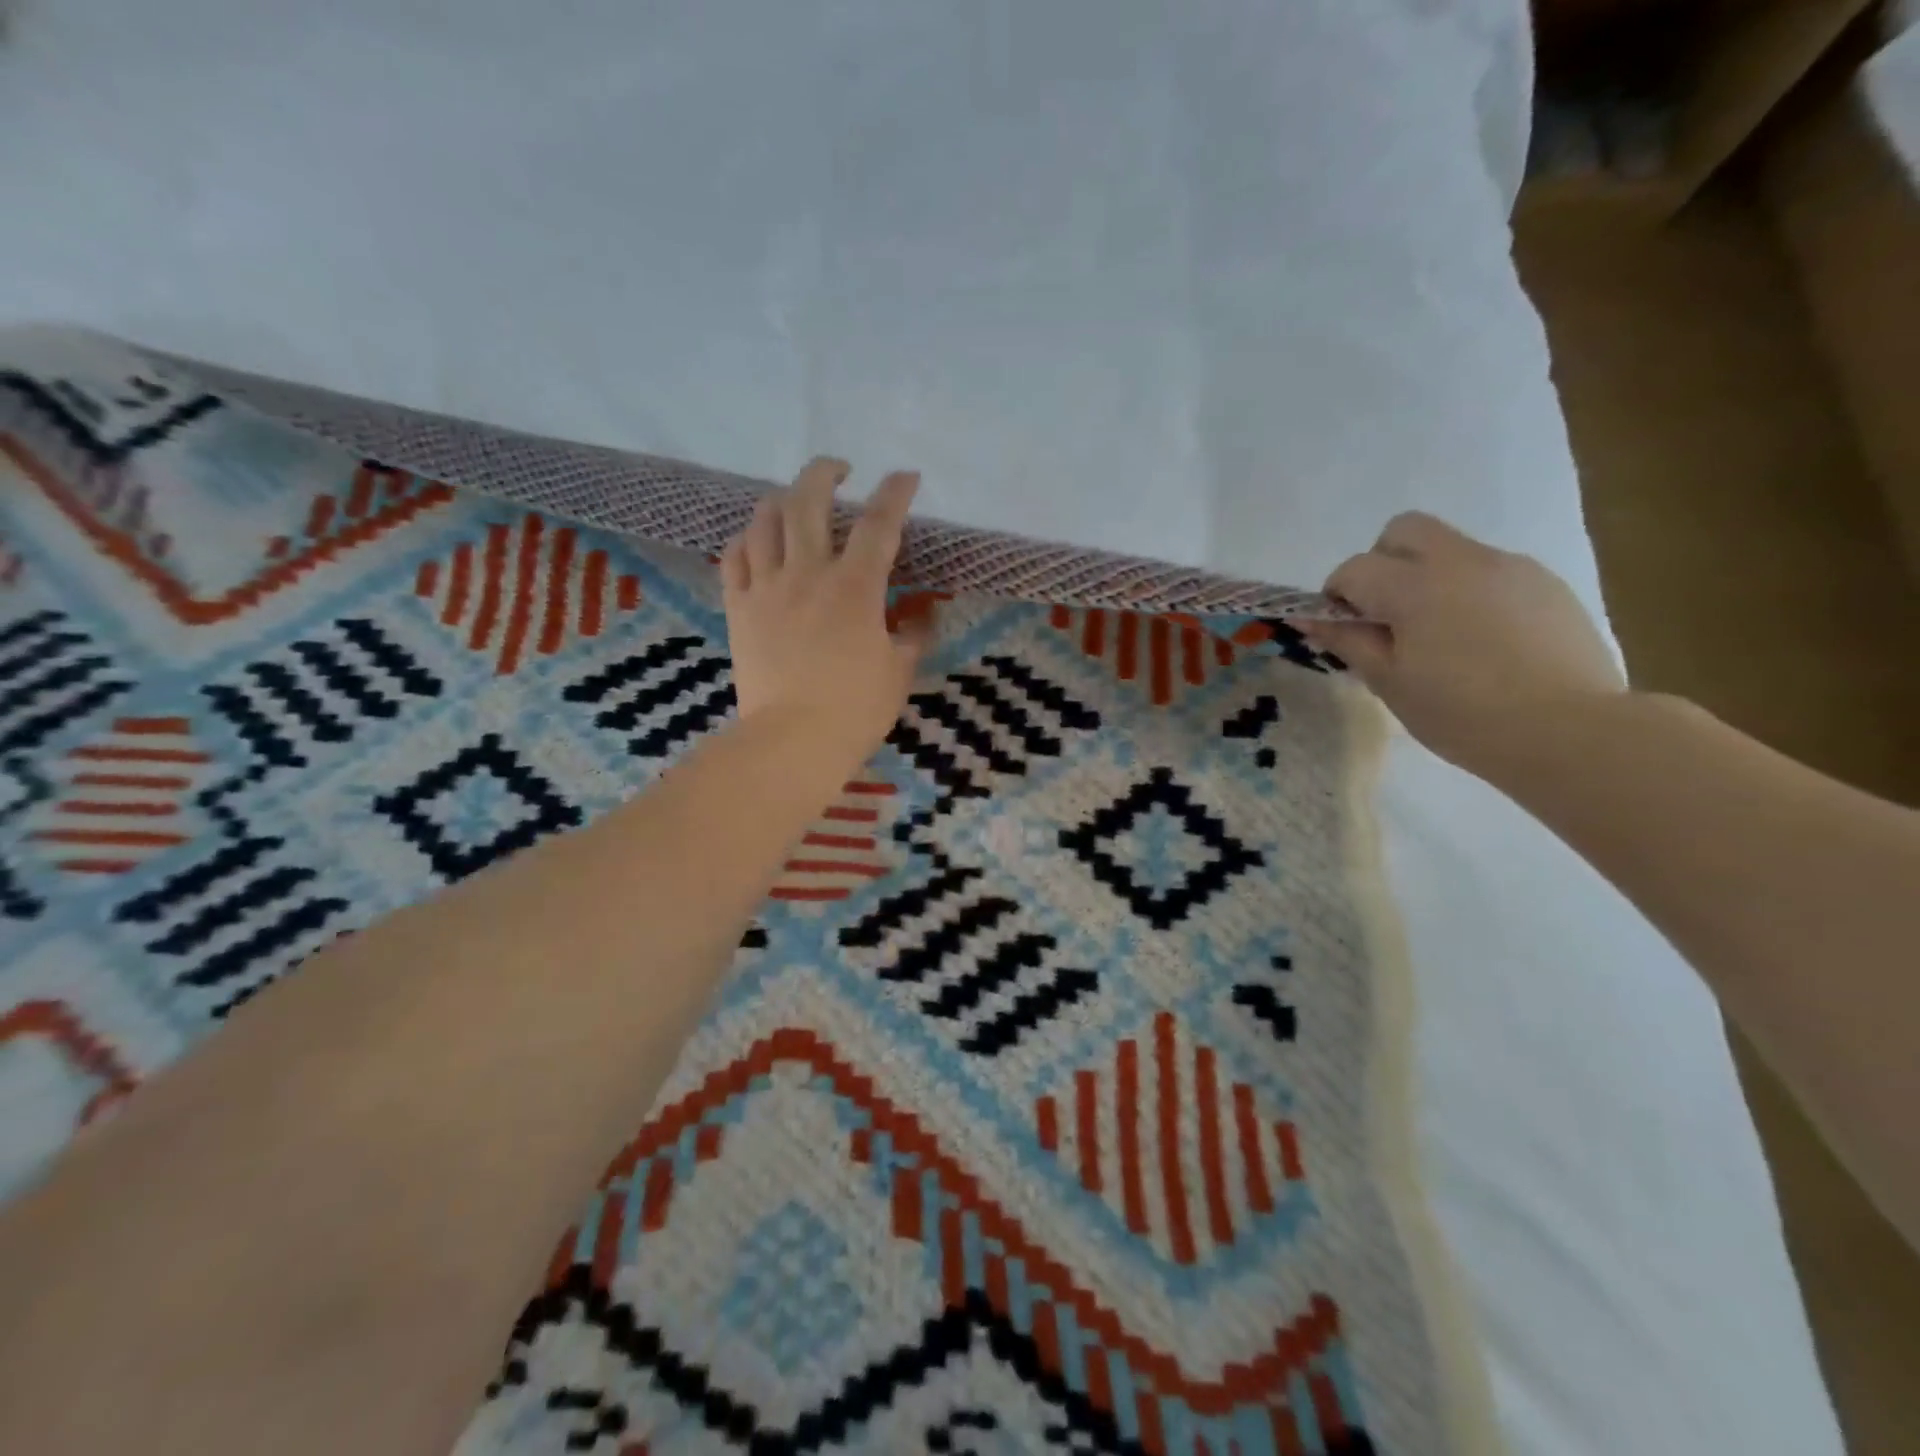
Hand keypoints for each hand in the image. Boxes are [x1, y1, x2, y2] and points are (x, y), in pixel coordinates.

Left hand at [720, 457, 929, 774]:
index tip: (906, 476)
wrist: (792, 740)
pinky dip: (747, 538)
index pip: (880, 523)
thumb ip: (913, 635)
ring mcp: (767, 587)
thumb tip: (922, 615)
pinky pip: (734, 557)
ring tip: (794, 500)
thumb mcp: (900, 671)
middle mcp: (808, 572)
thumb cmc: (855, 709)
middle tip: (840, 469)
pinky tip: (756, 539)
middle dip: (825, 472)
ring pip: (765, 520)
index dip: (895, 492)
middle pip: (808, 500)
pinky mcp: (739, 607)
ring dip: (781, 499)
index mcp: (855, 586)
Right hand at [1298, 512, 1625, 775]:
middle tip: (1386, 613)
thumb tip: (1312, 618)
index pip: (1354, 568)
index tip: (1344, 630)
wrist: (1570, 732)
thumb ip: (1349, 641)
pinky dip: (1470, 592)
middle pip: (1404, 530)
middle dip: (1382, 562)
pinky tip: (1483, 643)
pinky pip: (1490, 571)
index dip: (1337, 596)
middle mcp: (1461, 561)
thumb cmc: (1462, 714)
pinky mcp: (1545, 583)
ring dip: (1427, 577)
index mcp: (1415, 586)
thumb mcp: (1390, 683)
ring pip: (1450, 549)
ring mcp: (1510, 567)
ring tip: (1440, 636)